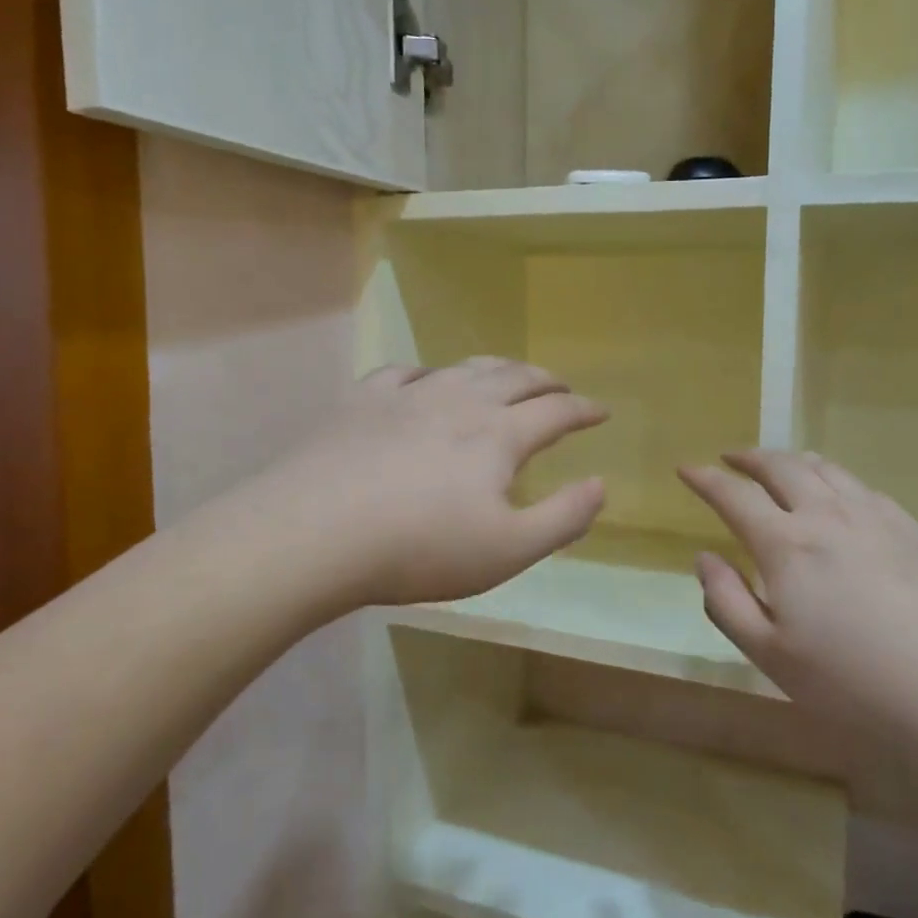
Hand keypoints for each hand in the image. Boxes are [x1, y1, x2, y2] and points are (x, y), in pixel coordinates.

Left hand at [258, 358, 607, 609]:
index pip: (556, 412)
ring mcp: (408, 395)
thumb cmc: (419, 548)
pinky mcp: (363, 401)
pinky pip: (404, 373)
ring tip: (507, 373)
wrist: (315, 533)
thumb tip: (600, 485)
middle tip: (561, 387)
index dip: (584, 410)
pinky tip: (423, 381)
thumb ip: (562, 518)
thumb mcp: (507, 550)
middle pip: (514, 378)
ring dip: (496, 368)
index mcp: (498, 435)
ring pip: (464, 367)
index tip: (602, 411)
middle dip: (545, 381)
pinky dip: (428, 373)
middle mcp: (459, 401)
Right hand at [679, 451, 917, 737]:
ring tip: (781, 465)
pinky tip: (841, 495)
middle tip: (731, 457)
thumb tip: (705, 558)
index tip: (686, 468)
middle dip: (750, 457)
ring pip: (826, 468)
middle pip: (782, 467)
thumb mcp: (773, 657)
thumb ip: (728, 602)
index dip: (705, 478)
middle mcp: (828, 515)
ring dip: (793, 460)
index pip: (734, 495)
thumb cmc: (858, 684)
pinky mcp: (916, 530)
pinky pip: (863, 486)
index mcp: (786, 545)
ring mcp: (878, 517)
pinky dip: (835, 479)